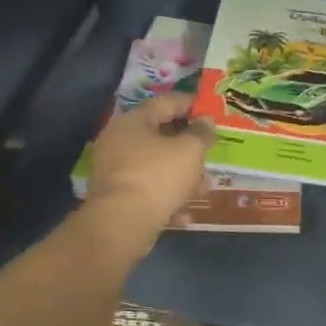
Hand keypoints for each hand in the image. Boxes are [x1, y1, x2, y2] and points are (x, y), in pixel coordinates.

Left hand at [84, 92, 214, 256]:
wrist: (121, 223)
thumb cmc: (158, 175)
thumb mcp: (190, 150)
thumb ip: (201, 133)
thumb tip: (205, 121)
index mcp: (134, 121)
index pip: (166, 102)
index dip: (190, 103)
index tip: (210, 110)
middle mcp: (119, 141)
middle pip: (160, 137)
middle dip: (189, 148)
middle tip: (209, 154)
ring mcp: (114, 170)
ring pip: (156, 167)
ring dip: (181, 177)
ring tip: (202, 190)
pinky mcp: (115, 197)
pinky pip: (147, 191)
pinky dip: (166, 199)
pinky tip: (184, 215)